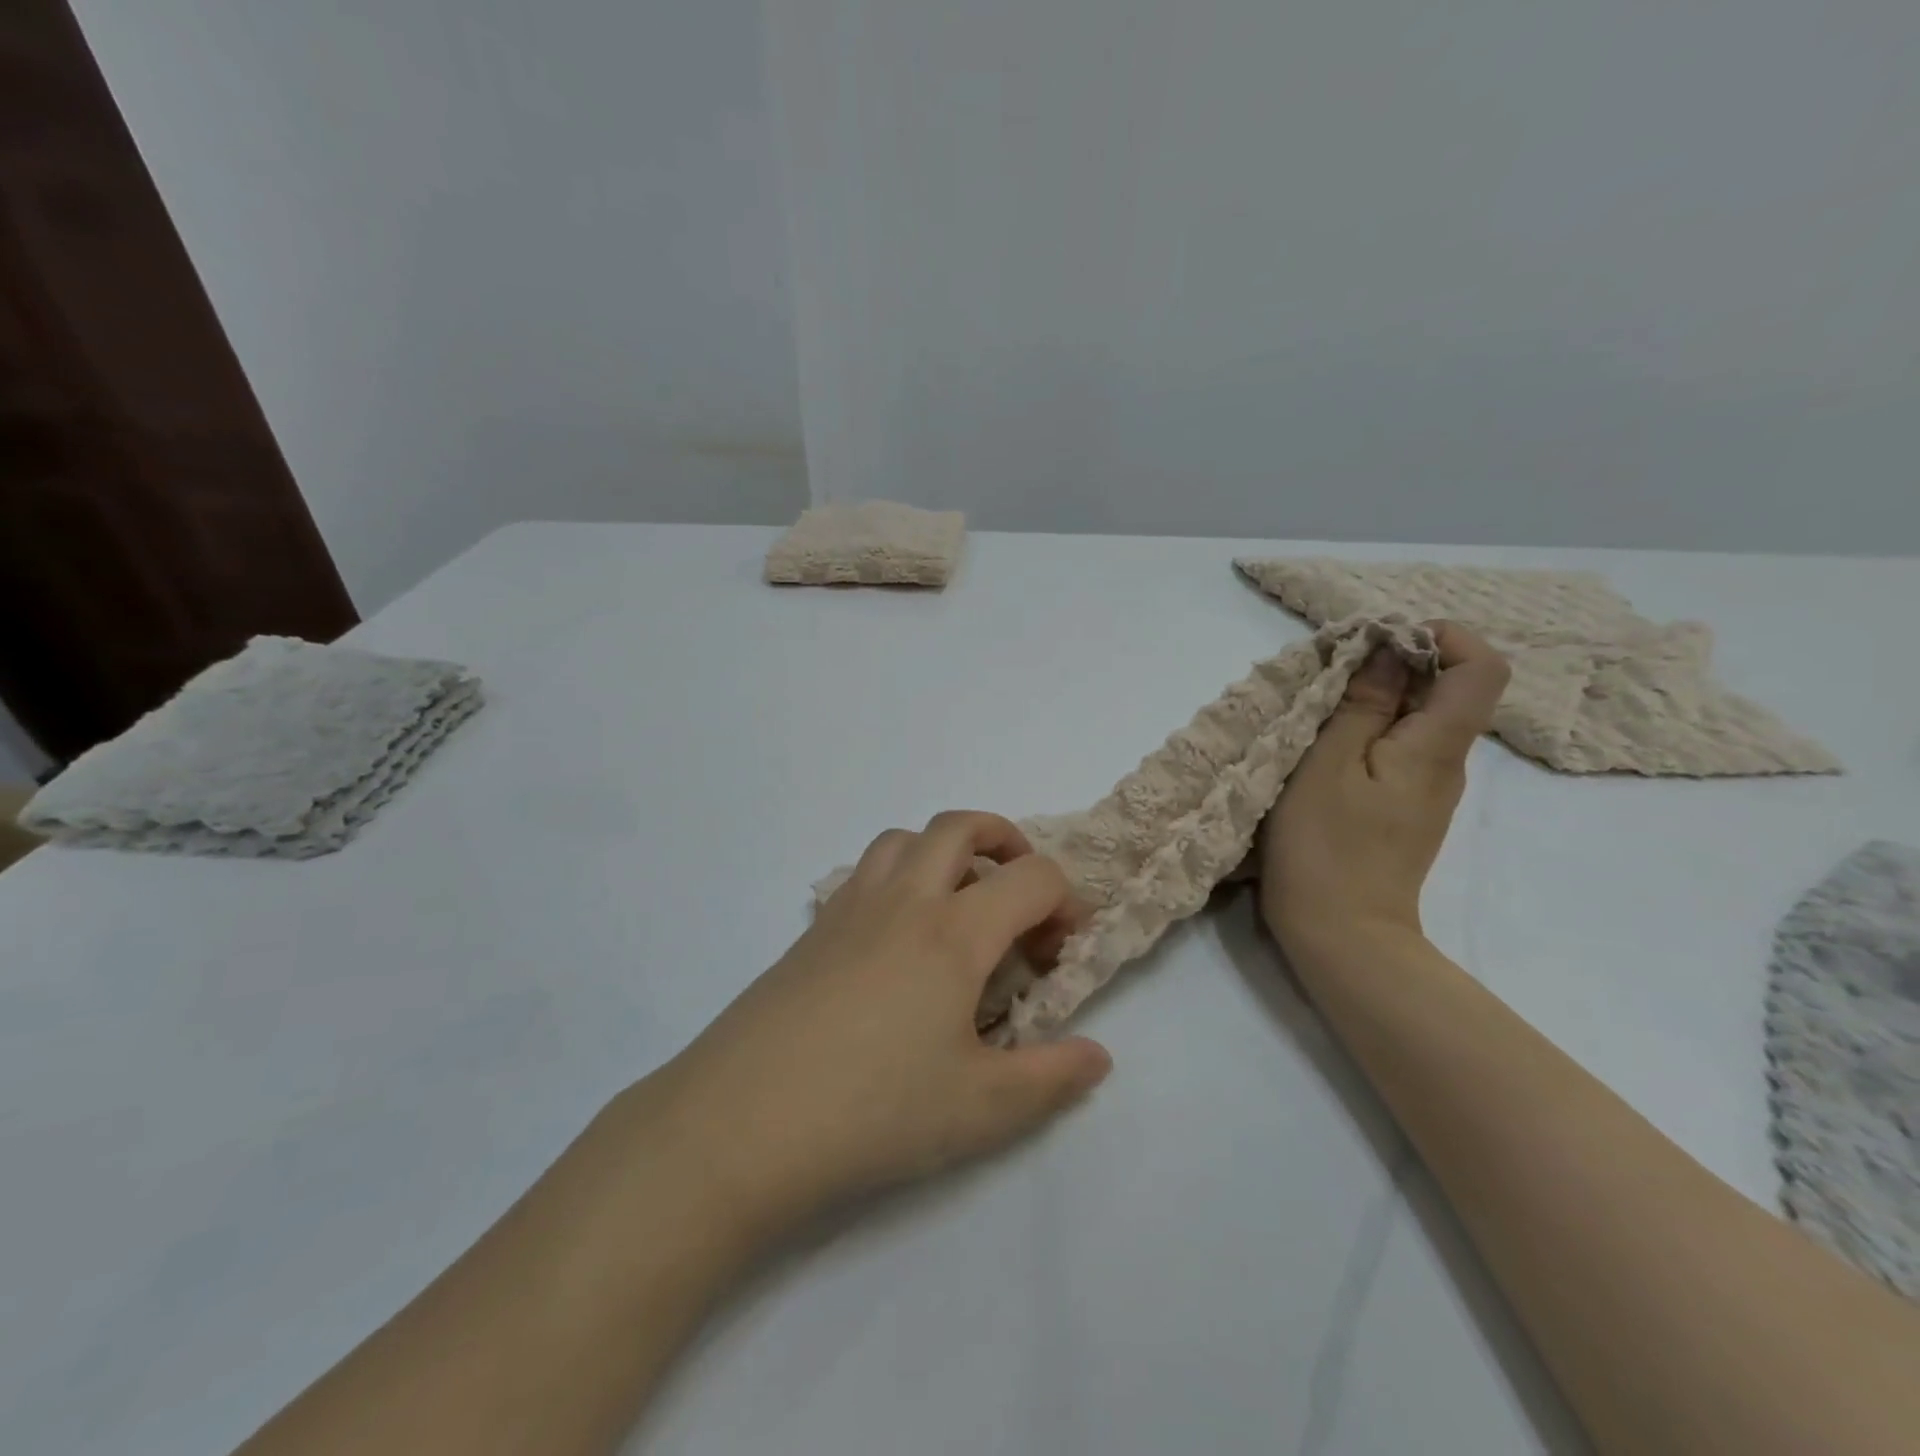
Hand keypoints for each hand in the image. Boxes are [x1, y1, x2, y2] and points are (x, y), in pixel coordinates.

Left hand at [641, 812, 1112, 1242]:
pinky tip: (896, 940)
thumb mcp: (981, 1109)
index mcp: (954, 933)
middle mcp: (904, 901)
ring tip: (958, 903)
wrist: (742, 1122)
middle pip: (960, 826)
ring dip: (943, 851)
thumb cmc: (874, 1111)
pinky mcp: (812, 929)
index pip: (1032, 879)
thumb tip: (1097, 1056)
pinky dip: (897, 877)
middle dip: (1006, 841)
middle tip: (1020, 892)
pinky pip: (864, 871)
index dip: (1066, 903)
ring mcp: (850, 908)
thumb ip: (1051, 1079)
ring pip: (904, 838)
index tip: (1062, 953)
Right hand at [1261, 621, 1509, 955]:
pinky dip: (1372, 733)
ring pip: (1421, 721)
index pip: (1482, 668)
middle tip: (1333, 672)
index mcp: (1437, 747)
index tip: (1382, 639)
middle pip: (1450, 691)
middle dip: (1397, 664)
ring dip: (1379, 700)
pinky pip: (1402, 751)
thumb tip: (1387, 653)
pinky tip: (1326, 749)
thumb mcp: (1326, 765)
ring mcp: (1428, 791)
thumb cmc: (1324, 845)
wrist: (1341, 934)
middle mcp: (1447, 764)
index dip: (1444, 637)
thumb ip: (1360, 706)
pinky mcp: (1405, 810)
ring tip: (1321, 708)